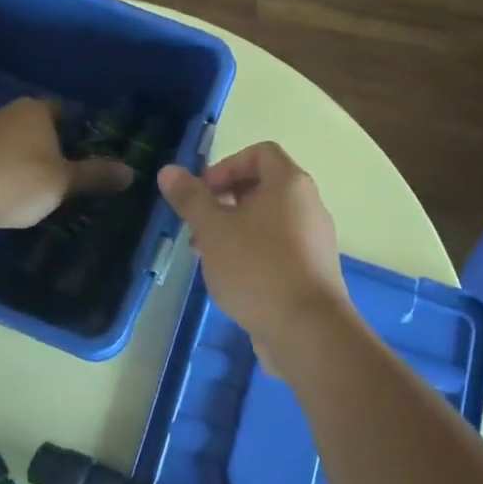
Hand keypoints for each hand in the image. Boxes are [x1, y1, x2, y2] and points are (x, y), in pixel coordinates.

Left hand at [0, 98, 132, 230]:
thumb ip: (96, 175)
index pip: (62, 109)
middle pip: (32, 122)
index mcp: (34, 110)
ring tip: (30, 182)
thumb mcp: (64, 182)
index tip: (84, 143)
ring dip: (17, 154)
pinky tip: (0, 190)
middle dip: (45, 141)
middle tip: (61, 167)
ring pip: (5, 138)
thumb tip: (131, 171)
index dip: (75, 125)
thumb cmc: (19, 182)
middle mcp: (3, 111)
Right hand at [158, 142, 352, 361]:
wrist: (307, 330)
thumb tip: (169, 170)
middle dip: (224, 201)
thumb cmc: (257, 268)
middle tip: (198, 226)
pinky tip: (230, 279)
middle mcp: (308, 205)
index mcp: (289, 184)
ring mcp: (313, 240)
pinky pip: (278, 248)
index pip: (260, 153)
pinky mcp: (311, 271)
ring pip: (267, 221)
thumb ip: (191, 198)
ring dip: (234, 229)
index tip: (204, 192)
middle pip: (263, 187)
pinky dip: (252, 252)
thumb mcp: (213, 229)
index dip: (227, 165)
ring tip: (206, 255)